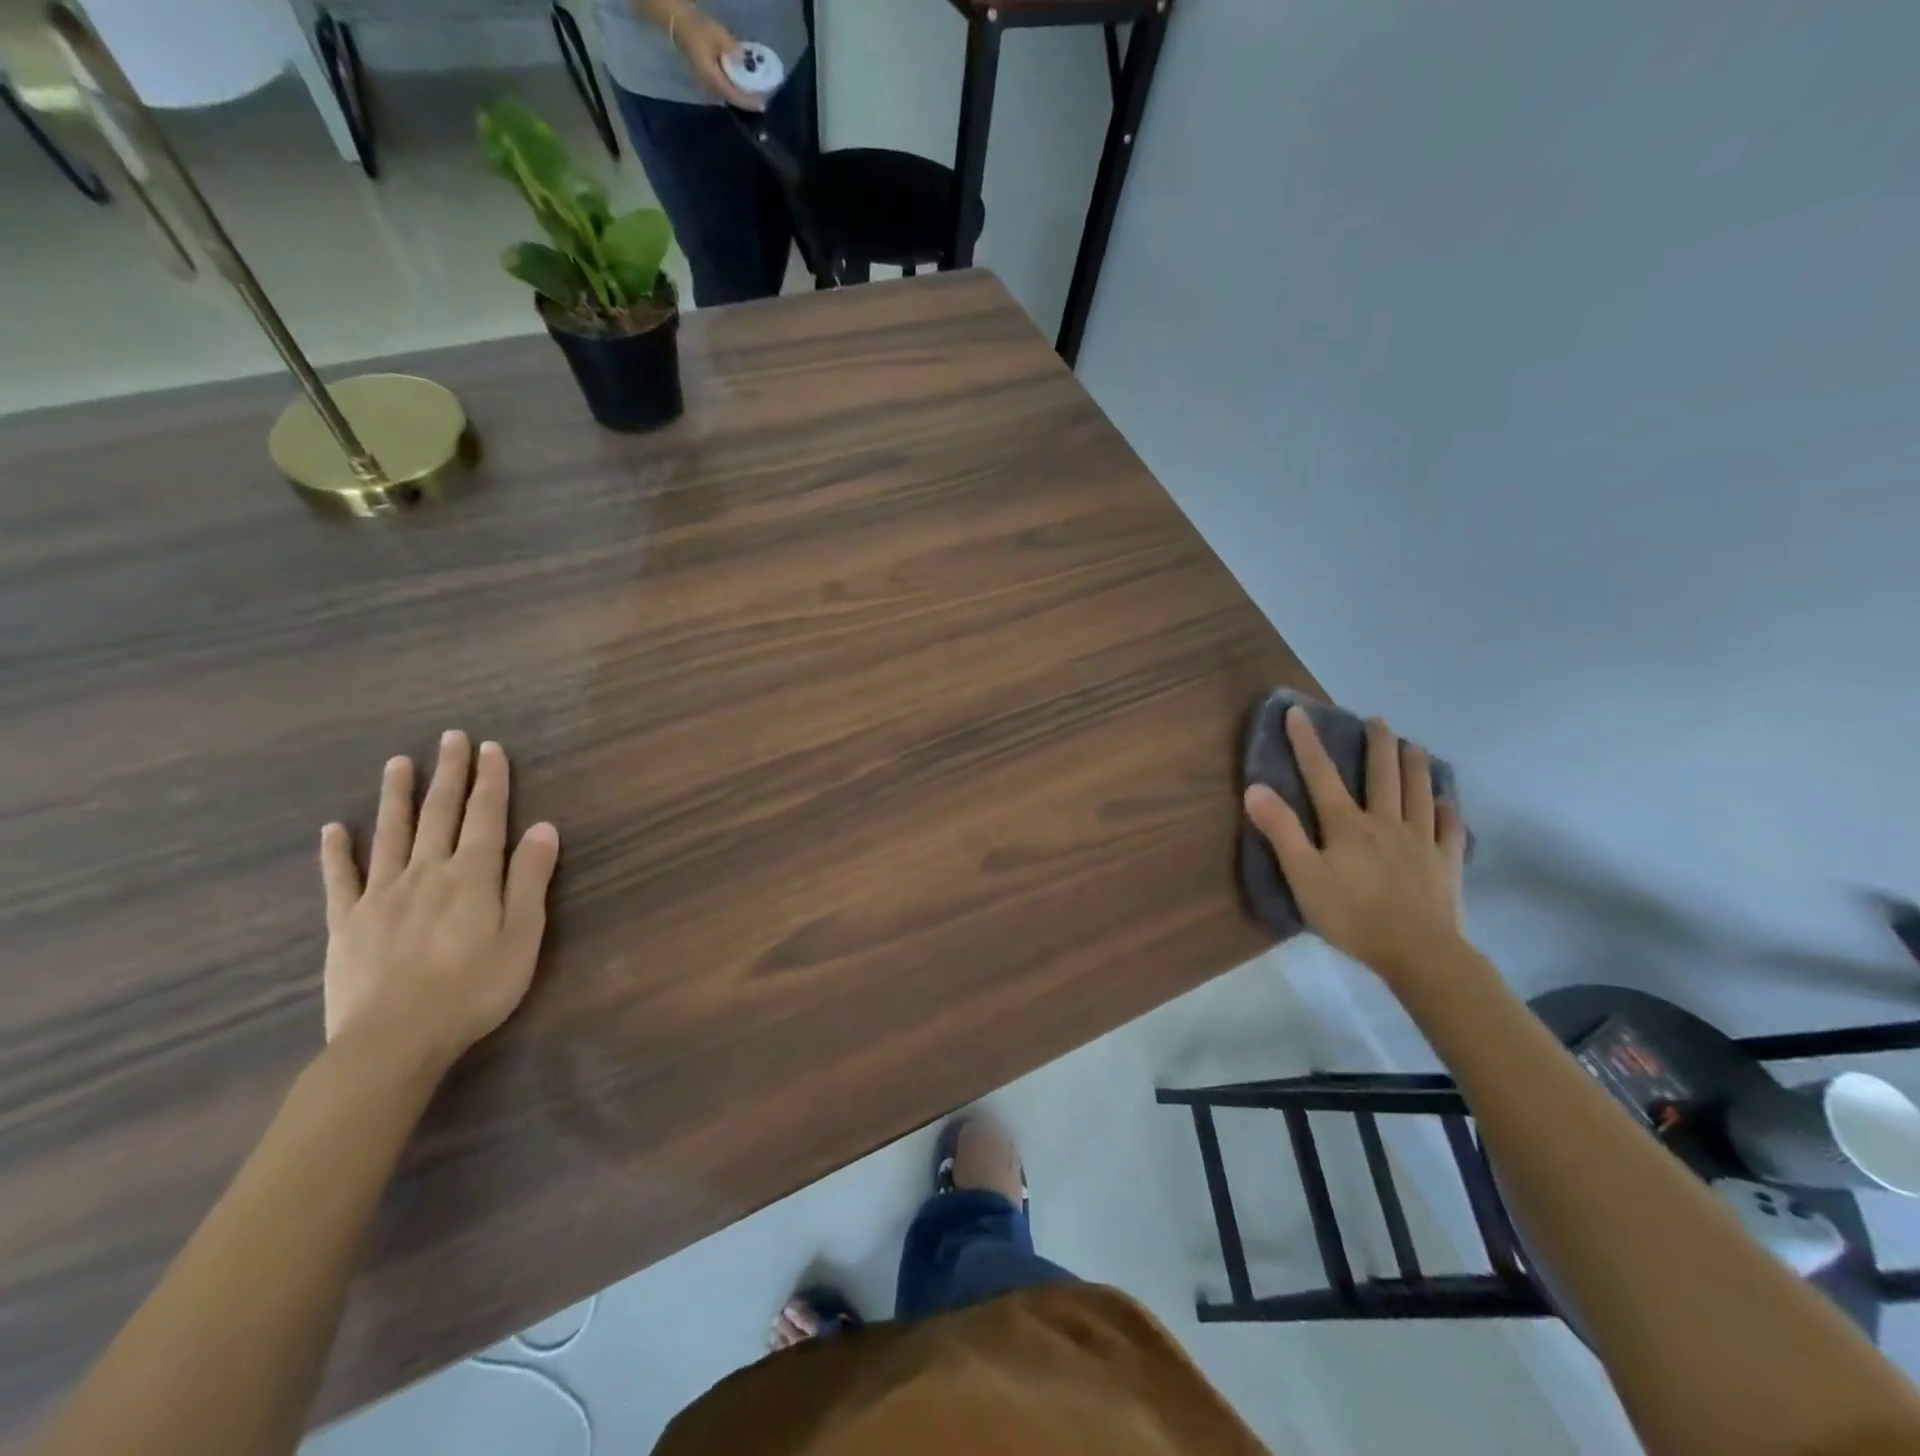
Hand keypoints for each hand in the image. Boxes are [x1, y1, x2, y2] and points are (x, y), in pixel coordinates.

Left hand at [319, 731, 559, 1072]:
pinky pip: (340, 879)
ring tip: (399, 762)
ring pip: (391, 834)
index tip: (490, 748)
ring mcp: (381, 895)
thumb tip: (544, 828)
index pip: (486, 816)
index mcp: (472, 875)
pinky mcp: (347, 922)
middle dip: (449, 774)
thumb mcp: (523, 935)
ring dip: (397, 796)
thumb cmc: (474, 989)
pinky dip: (337, 852)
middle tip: (451, 738)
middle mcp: (427, 872)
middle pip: (440, 814)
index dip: (491, 780)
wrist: (394, 1040)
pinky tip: (334, 829)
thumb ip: (530, 879)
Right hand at [669, 4, 762, 109]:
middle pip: (733, 100)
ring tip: (756, 96)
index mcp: (712, 79)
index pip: (734, 96)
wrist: (679, 24)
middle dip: (748, 102)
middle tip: (763, 101)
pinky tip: (744, 87)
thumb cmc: (698, 28)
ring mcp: (708, 86)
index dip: (749, 101)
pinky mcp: (708, 81)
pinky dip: (736, 90)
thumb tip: (744, 60)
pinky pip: (725, 90)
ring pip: (729, 96)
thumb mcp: (717, 34)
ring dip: (742, 97)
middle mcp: (710, 88)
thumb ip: (731, 49)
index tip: (763, 104)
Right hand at [1243, 708, 1466, 987]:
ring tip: (1413, 746)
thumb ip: (1281, 831)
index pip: (1322, 774)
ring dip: (1415, 764)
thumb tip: (1255, 788)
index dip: (1307, 742)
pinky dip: (1446, 808)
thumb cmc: (1352, 915)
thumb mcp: (1303, 876)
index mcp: (1347, 824)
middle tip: (1376, 720)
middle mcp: (1386, 822)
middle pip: (1382, 774)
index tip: (1299, 712)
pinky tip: (1445, 799)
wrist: (1419, 952)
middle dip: (1377, 744)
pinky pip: (1449, 826)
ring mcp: (1422, 840)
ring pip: (1419, 792)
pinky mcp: (1447, 861)